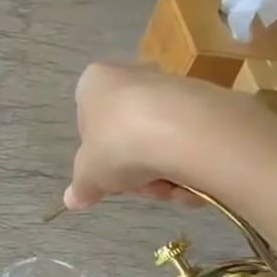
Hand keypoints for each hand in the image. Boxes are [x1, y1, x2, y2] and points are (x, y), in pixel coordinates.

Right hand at [64, 63, 247, 211]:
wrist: (184, 130)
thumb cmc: (119, 144)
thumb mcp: (89, 175)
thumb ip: (81, 187)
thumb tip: (72, 200)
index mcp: (95, 84)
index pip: (88, 122)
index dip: (97, 157)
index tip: (107, 178)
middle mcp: (132, 76)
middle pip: (127, 136)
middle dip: (134, 170)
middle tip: (138, 187)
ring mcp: (170, 87)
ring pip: (158, 142)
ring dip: (161, 174)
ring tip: (167, 187)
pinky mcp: (204, 101)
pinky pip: (188, 141)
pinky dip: (188, 166)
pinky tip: (190, 181)